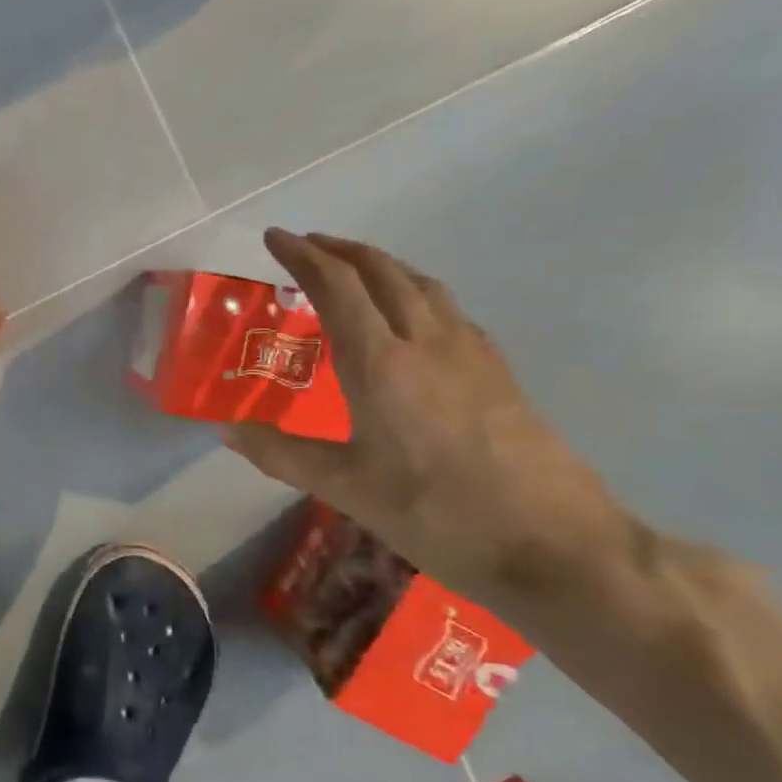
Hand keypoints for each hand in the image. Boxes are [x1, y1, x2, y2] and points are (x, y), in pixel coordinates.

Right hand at [222, 229, 628, 607]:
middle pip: (382, 271)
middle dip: (339, 249)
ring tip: (351, 269)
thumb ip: (281, 453)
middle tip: (305, 245)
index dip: (302, 256)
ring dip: (379, 264)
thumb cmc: (437, 513)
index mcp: (382, 363)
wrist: (555, 544)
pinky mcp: (497, 370)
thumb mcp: (345, 488)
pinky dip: (413, 291)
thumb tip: (226, 430)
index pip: (336, 288)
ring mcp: (469, 352)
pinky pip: (446, 308)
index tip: (274, 237)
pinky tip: (409, 317)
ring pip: (420, 283)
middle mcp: (426, 342)